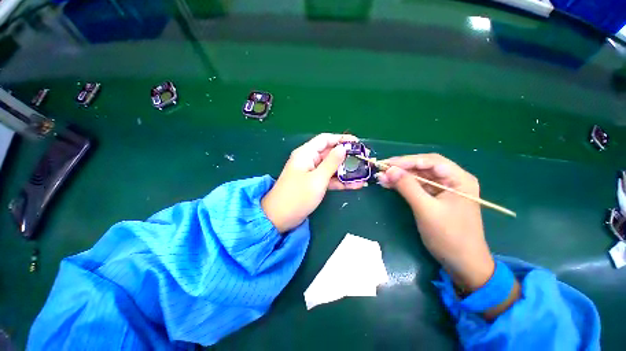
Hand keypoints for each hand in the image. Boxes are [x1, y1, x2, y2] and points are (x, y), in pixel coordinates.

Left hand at [262, 133, 365, 232]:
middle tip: (364, 159)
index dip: (341, 139)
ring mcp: (312, 173)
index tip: (357, 143)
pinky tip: (356, 185)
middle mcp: (309, 160)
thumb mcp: (317, 179)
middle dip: (347, 156)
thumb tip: (343, 148)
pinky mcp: (314, 184)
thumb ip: (331, 163)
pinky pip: (329, 179)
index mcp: (306, 154)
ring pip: (331, 167)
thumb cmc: (297, 196)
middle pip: (330, 153)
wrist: (280, 218)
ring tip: (364, 173)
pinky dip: (341, 182)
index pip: (325, 140)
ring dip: (346, 171)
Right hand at [376, 154, 494, 290]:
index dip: (407, 160)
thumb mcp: (426, 209)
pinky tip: (390, 185)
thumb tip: (389, 170)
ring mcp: (444, 190)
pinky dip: (403, 185)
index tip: (387, 164)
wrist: (462, 263)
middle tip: (382, 170)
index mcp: (459, 179)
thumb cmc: (449, 236)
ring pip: (419, 177)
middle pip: (424, 167)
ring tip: (382, 178)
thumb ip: (407, 187)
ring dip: (400, 177)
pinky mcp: (436, 198)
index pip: (431, 161)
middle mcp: (453, 180)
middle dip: (402, 168)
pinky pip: (417, 187)